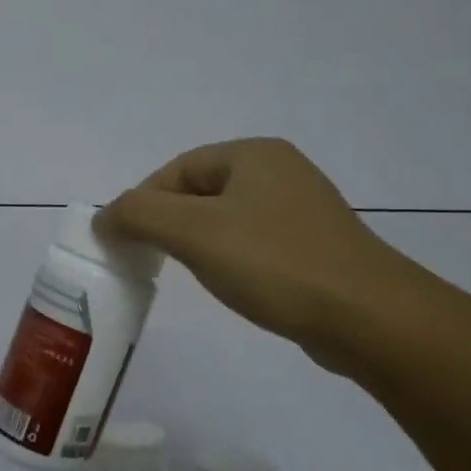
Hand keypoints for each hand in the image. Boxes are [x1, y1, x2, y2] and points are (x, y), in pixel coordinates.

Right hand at [95, 137, 414, 376]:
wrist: (367, 317)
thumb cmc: (275, 263)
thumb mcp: (194, 233)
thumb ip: (139, 215)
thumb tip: (103, 217)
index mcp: (253, 154)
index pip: (176, 169)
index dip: (142, 202)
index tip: (123, 242)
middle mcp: (280, 171)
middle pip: (200, 192)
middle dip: (167, 223)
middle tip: (148, 260)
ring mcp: (301, 209)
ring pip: (226, 219)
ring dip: (196, 242)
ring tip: (185, 274)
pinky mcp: (313, 246)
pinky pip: (254, 243)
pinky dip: (229, 259)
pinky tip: (230, 285)